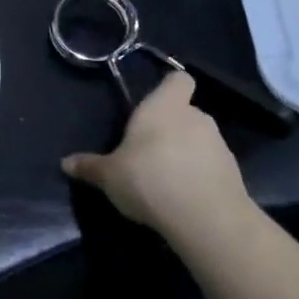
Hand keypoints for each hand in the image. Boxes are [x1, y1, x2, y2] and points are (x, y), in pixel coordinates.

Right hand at [62, 72, 249, 235]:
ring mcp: (219, 146)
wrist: (205, 218)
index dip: (170, 87)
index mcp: (164, 106)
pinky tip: (183, 198)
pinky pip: (212, 167)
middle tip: (149, 150)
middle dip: (171, 127)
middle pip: (186, 112)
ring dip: (187, 153)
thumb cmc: (149, 179)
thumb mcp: (109, 175)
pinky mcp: (234, 175)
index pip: (179, 79)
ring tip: (166, 179)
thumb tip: (64, 163)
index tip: (156, 101)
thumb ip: (90, 167)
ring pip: (200, 140)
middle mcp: (195, 118)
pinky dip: (200, 177)